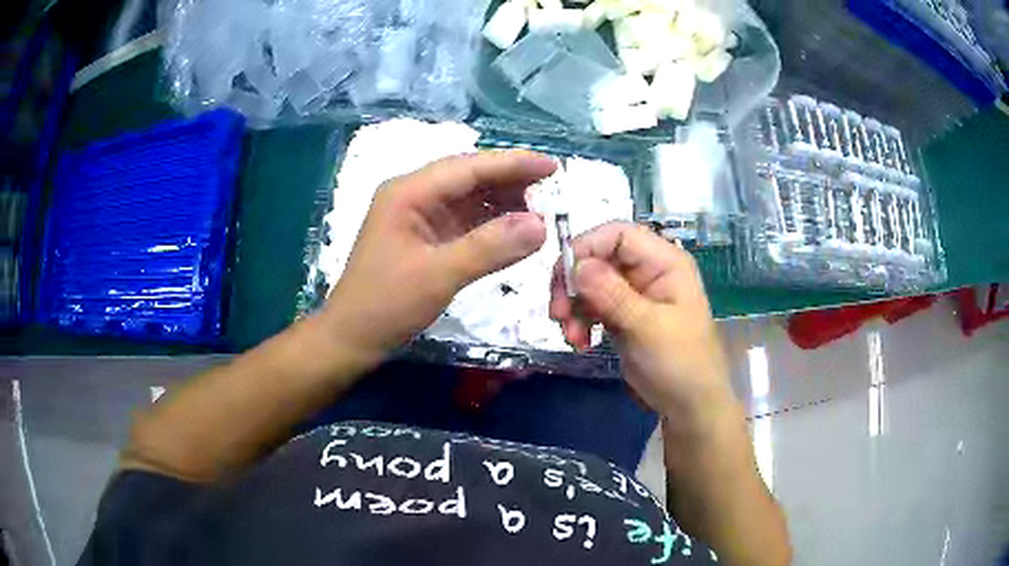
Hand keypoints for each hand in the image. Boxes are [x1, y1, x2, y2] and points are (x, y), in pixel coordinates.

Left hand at [321, 150, 556, 365]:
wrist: (352, 337)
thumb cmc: (385, 304)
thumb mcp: (439, 275)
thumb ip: (490, 247)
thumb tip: (540, 225)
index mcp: (409, 193)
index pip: (468, 167)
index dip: (512, 164)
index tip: (552, 165)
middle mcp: (413, 196)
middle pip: (469, 177)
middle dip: (510, 181)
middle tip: (551, 188)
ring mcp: (419, 217)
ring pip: (468, 199)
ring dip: (502, 203)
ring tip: (538, 211)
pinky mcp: (425, 238)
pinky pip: (464, 222)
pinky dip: (490, 224)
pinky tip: (514, 230)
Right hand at [549, 223, 732, 416]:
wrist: (690, 406)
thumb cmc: (681, 363)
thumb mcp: (648, 328)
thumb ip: (612, 294)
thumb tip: (575, 265)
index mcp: (664, 262)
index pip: (618, 234)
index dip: (586, 248)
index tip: (563, 278)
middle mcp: (648, 271)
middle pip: (598, 257)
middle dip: (574, 283)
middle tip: (558, 313)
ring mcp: (634, 294)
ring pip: (590, 283)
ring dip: (573, 306)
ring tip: (571, 336)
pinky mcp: (623, 316)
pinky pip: (592, 306)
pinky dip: (580, 321)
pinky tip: (579, 342)